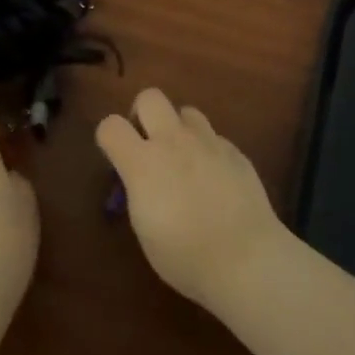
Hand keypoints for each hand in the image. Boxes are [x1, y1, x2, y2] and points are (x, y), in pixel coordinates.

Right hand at [95, 87, 287, 311]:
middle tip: (149, 144)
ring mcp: (208, 141)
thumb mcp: (145, 229)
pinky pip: (214, 137)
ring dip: (179, 129)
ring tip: (184, 159)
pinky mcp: (235, 150)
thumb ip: (139, 190)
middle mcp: (174, 141)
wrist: (246, 258)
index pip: (111, 125)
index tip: (116, 157)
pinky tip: (215, 179)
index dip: (109, 138)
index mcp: (143, 163)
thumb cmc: (186, 256)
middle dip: (143, 114)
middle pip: (150, 96)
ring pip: (186, 111)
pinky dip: (207, 151)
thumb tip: (141, 178)